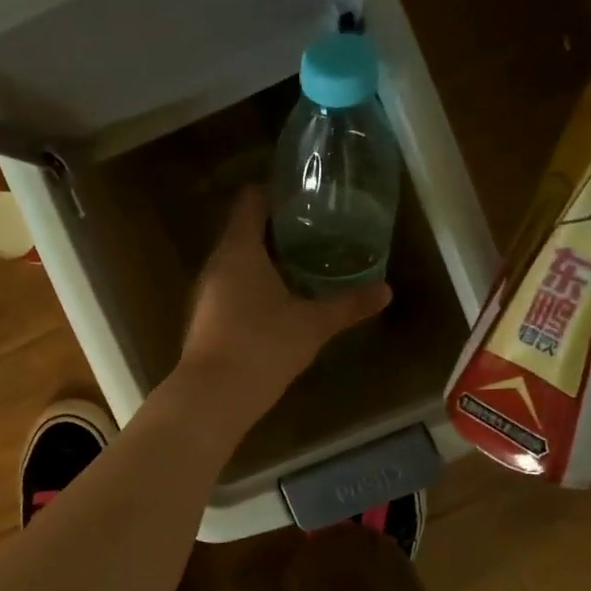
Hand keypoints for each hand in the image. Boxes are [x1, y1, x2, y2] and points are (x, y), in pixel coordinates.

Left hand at [174, 187, 390, 433]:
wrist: (213, 396)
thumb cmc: (263, 346)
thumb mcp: (312, 324)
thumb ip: (348, 305)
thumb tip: (386, 290)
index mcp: (239, 249)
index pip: (251, 201)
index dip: (275, 193)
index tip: (305, 198)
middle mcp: (217, 263)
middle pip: (243, 230)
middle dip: (277, 228)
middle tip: (315, 231)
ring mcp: (206, 292)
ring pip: (236, 261)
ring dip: (265, 259)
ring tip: (302, 263)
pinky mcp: (205, 317)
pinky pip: (231, 287)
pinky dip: (253, 284)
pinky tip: (279, 301)